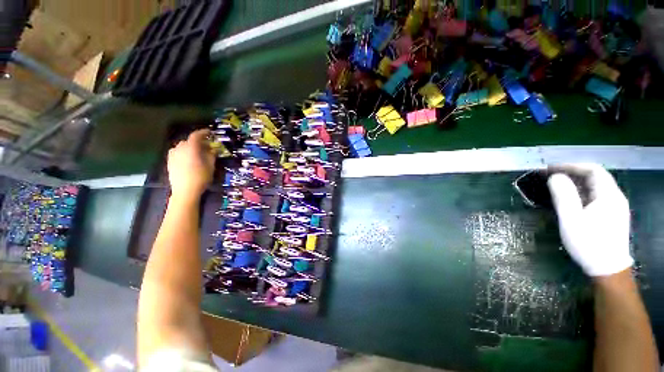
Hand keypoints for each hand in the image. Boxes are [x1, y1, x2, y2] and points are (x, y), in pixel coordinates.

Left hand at [167, 129, 214, 198]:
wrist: (185, 191)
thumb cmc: (201, 177)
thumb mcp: (211, 166)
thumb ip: (211, 155)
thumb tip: (213, 149)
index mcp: (191, 148)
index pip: (196, 135)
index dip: (204, 133)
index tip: (210, 133)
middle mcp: (180, 148)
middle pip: (189, 141)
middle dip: (198, 142)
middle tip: (207, 147)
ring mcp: (173, 155)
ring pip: (183, 146)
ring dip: (191, 147)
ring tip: (198, 154)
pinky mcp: (169, 161)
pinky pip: (178, 152)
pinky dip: (184, 152)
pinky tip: (189, 160)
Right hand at [547, 164, 632, 276]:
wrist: (607, 268)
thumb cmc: (588, 243)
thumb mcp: (571, 219)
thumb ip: (564, 195)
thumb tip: (555, 177)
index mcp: (609, 195)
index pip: (593, 170)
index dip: (572, 166)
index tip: (552, 169)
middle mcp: (615, 197)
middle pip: (596, 177)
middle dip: (573, 173)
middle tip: (552, 177)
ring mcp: (616, 207)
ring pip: (596, 187)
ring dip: (577, 183)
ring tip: (558, 187)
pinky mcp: (613, 215)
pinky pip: (597, 196)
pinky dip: (583, 192)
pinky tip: (572, 200)